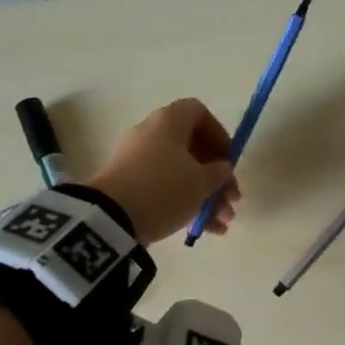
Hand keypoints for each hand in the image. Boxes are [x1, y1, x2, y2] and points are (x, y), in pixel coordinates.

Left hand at [89, 99, 238, 244]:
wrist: (112, 217)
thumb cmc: (165, 189)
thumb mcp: (201, 183)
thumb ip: (219, 173)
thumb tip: (220, 169)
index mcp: (169, 121)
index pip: (198, 113)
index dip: (219, 135)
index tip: (229, 162)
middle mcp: (151, 134)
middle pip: (192, 149)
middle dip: (217, 178)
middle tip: (232, 201)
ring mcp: (137, 161)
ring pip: (180, 174)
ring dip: (205, 198)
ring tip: (221, 225)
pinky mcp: (129, 185)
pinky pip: (164, 189)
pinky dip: (184, 205)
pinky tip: (203, 231)